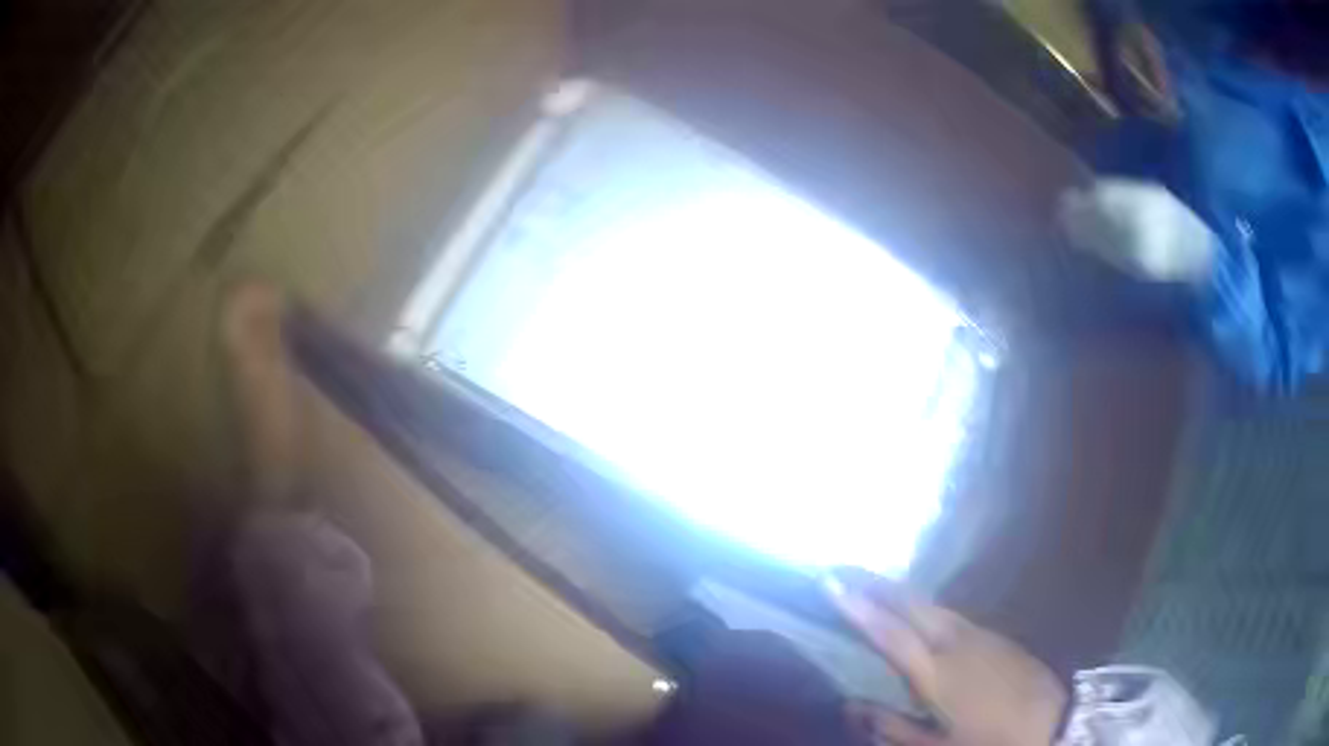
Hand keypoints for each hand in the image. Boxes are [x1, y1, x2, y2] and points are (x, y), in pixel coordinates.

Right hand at [827, 570, 1067, 745]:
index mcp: (937, 672)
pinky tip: (919, 614)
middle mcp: (957, 642)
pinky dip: (925, 608)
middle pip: (913, 604)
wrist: (1055, 721)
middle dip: (878, 585)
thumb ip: (891, 727)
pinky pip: (951, 615)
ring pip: (933, 606)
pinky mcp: (996, 637)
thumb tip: (849, 706)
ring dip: (901, 594)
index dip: (858, 607)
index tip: (831, 581)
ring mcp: (981, 635)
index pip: (889, 632)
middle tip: (845, 570)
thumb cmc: (990, 740)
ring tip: (874, 587)